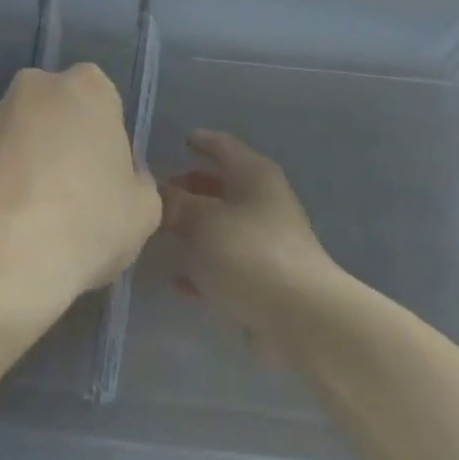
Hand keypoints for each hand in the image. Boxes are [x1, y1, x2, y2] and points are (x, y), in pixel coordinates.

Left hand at [0, 64, 161, 332]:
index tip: (108, 179)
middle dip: (66, 143)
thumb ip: (136, 181)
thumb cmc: (88, 221)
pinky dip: (6, 186)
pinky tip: (14, 226)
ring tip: (41, 217)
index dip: (108, 141)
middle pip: (60, 113)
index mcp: (87, 87)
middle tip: (77, 194)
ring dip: (33, 164)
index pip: (105, 102)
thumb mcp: (144, 209)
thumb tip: (114, 178)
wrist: (1, 258)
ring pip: (25, 137)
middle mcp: (36, 88)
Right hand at [161, 130, 342, 357]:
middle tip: (158, 195)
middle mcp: (264, 201)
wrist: (300, 318)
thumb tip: (158, 194)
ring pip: (222, 226)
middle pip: (221, 186)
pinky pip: (227, 263)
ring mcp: (267, 241)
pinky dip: (204, 265)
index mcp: (254, 175)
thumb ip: (175, 204)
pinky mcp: (266, 278)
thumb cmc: (248, 253)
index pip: (222, 146)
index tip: (179, 142)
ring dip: (194, 230)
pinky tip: (179, 281)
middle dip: (190, 188)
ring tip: (160, 236)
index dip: (200, 142)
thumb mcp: (201, 222)